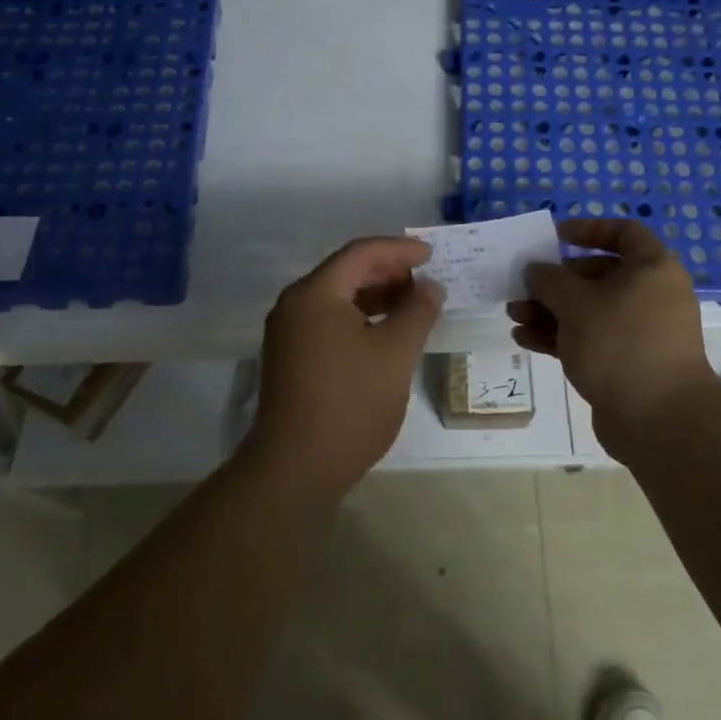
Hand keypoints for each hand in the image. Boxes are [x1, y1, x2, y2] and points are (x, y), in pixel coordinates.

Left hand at [247, 236, 444, 501]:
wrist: (294, 470)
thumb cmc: (350, 404)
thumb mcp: (395, 354)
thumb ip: (417, 312)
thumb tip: (430, 286)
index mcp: (315, 294)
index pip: (360, 253)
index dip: (399, 250)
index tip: (432, 255)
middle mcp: (295, 305)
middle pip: (346, 272)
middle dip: (388, 271)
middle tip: (425, 279)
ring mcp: (289, 333)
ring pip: (338, 299)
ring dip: (375, 296)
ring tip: (412, 305)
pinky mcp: (291, 358)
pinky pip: (329, 321)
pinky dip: (360, 318)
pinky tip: (385, 333)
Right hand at [508, 218, 715, 442]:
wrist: (660, 421)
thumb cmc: (620, 344)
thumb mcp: (575, 304)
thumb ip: (549, 280)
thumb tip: (536, 270)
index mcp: (651, 269)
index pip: (623, 232)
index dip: (588, 229)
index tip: (555, 238)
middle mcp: (650, 295)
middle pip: (598, 274)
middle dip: (555, 281)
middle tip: (523, 287)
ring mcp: (640, 332)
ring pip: (589, 310)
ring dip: (550, 311)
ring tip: (514, 316)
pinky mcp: (627, 363)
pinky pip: (590, 339)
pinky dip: (560, 336)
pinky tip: (525, 339)